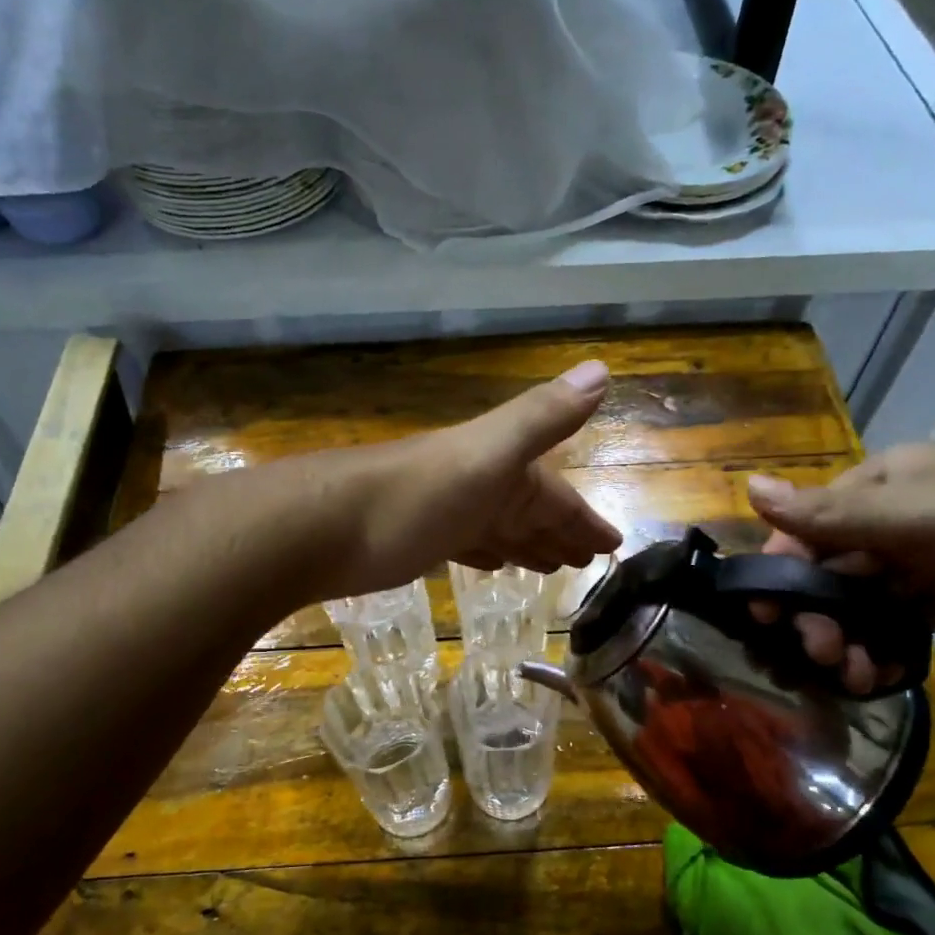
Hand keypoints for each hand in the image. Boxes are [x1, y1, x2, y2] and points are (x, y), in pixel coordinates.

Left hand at [307, 360, 622, 599]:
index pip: (557, 496)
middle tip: (589, 562)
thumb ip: (540, 417)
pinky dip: (488, 553)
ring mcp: (446, 513)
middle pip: (531, 512)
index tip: (615, 545)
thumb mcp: (485, 454)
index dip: (586, 519)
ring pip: (501, 529)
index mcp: (501, 469)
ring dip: (528, 543)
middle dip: (562, 532)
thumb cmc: (412, 498)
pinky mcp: (417, 541)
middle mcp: (477, 486)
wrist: (320, 527)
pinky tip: (494, 564)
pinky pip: (468, 545)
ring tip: (553, 566)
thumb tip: (602, 368)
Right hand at [745, 444, 934, 686]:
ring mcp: (933, 554)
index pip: (809, 524)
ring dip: (850, 634)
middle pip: (834, 565)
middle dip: (819, 612)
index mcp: (884, 482)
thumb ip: (828, 513)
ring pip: (867, 597)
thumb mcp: (914, 516)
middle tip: (819, 656)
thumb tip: (747, 484)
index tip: (765, 618)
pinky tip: (881, 672)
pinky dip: (887, 644)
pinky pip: (904, 618)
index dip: (782, 569)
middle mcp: (901, 514)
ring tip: (853, 675)